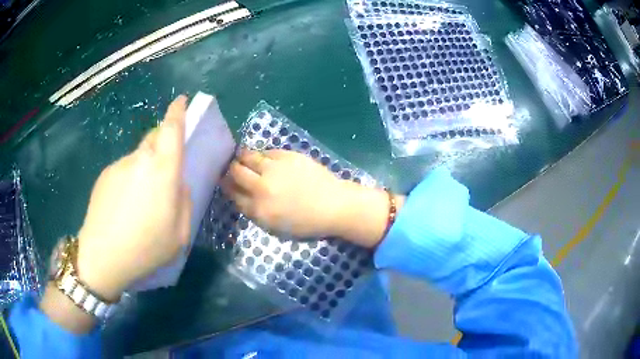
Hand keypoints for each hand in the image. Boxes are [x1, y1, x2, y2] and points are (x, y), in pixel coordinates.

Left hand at [76, 96, 191, 300]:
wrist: (102, 257)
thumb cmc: (146, 248)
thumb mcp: (180, 234)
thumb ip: (184, 202)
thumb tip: (178, 183)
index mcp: (163, 171)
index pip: (171, 129)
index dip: (178, 112)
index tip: (181, 100)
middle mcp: (140, 160)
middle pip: (155, 139)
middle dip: (163, 146)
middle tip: (164, 174)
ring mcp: (119, 165)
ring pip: (138, 157)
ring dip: (145, 170)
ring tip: (140, 204)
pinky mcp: (104, 175)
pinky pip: (123, 170)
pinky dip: (129, 180)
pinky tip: (124, 208)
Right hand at [222, 149, 402, 246]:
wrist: (334, 205)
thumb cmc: (307, 222)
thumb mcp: (276, 227)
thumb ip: (254, 212)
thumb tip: (240, 195)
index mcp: (259, 209)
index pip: (233, 194)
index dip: (226, 186)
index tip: (224, 181)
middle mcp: (261, 187)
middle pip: (236, 172)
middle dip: (230, 169)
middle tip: (231, 168)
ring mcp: (274, 169)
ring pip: (248, 157)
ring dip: (241, 157)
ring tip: (241, 157)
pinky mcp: (287, 156)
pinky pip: (266, 151)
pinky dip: (261, 154)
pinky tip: (262, 157)